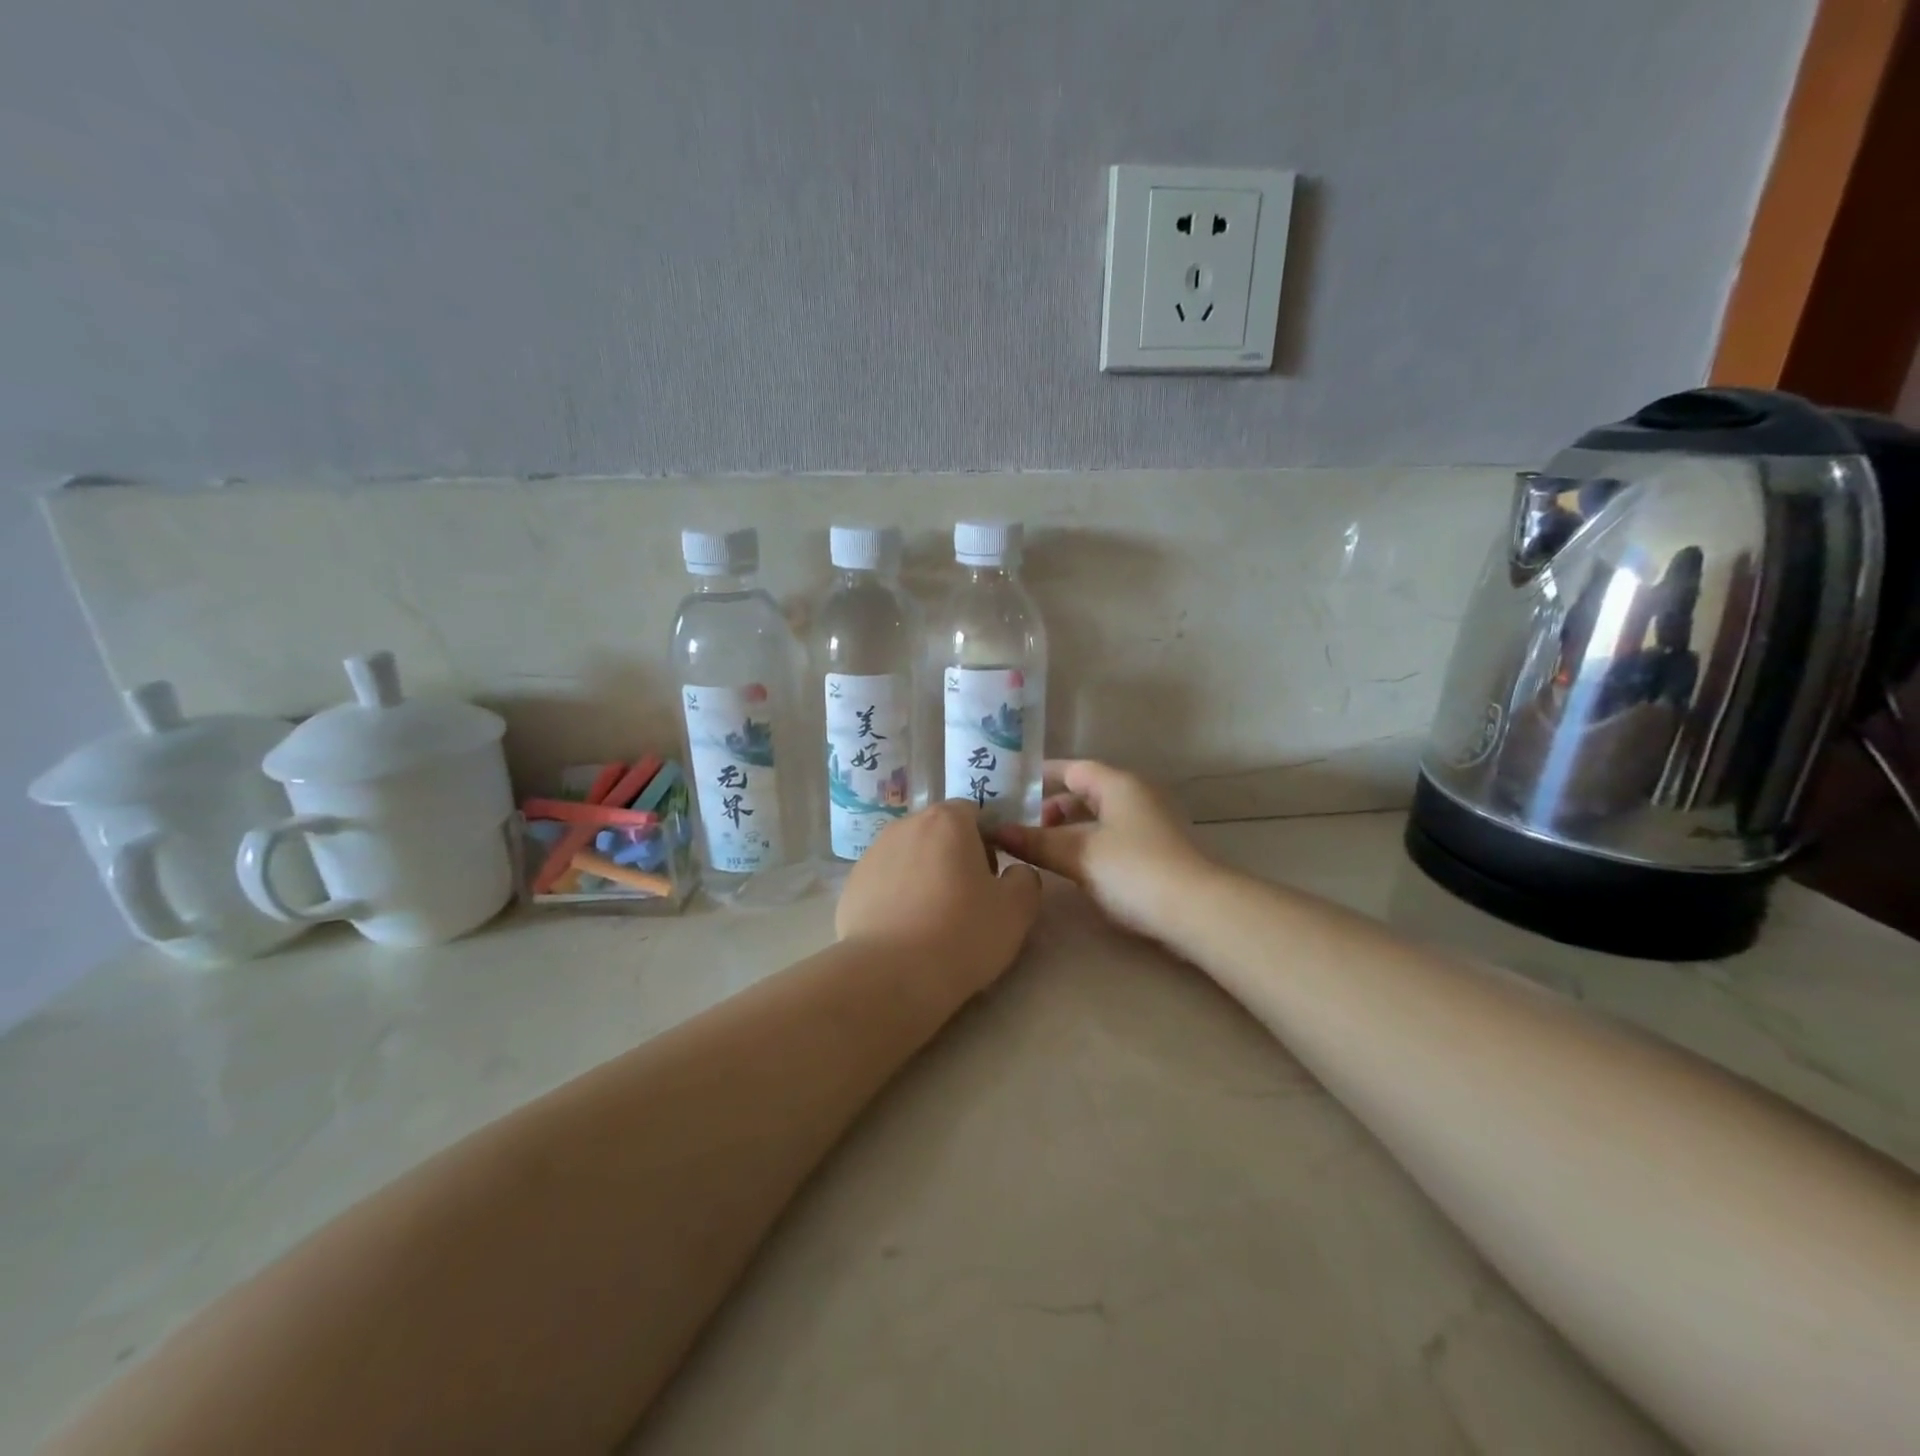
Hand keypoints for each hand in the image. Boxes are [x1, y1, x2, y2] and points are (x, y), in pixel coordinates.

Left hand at [836, 800, 1043, 999]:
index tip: (992, 878)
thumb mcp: (1017, 910)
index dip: (988, 842)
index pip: (973, 813)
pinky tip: (905, 932)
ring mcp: (872, 854)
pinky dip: (897, 897)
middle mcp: (905, 826)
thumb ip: (1025, 879)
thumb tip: (1015, 872)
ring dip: (925, 876)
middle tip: (967, 900)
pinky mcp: (851, 886)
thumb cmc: (961, 934)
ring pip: (910, 857)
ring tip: (932, 920)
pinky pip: (885, 883)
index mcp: (947, 820)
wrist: (889, 975)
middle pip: (939, 833)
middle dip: (954, 857)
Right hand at [991, 760, 1216, 938]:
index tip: (1010, 790)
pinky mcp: (1156, 852)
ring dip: (1069, 831)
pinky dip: (1088, 846)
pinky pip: (1111, 838)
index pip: (1072, 769)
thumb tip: (996, 831)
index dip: (1040, 777)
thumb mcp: (1078, 854)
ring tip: (1040, 851)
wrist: (1197, 911)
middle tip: (1021, 829)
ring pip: (1099, 819)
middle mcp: (1135, 796)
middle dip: (1051, 809)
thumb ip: (1036, 842)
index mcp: (1117, 784)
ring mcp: (1149, 824)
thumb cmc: (1133, 870)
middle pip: (1085, 793)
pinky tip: (1072, 868)